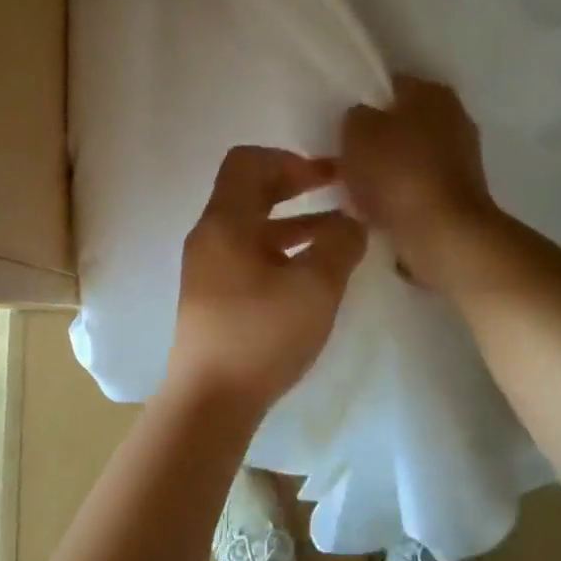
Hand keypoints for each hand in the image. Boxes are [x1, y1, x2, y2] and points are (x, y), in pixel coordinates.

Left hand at [164, 146, 367, 413]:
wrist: (209, 401)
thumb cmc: (261, 335)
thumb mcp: (315, 287)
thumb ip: (340, 244)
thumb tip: (351, 222)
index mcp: (225, 221)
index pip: (248, 161)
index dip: (290, 160)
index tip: (326, 177)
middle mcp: (210, 235)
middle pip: (249, 190)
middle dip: (295, 185)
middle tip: (337, 191)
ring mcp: (208, 266)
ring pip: (252, 224)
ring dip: (294, 220)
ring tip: (338, 231)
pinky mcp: (213, 294)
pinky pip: (249, 253)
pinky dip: (282, 248)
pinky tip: (313, 269)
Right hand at [341, 76, 500, 289]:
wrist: (442, 233)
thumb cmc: (397, 172)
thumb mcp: (357, 132)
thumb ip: (355, 116)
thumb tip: (362, 119)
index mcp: (431, 92)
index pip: (388, 85)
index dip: (361, 102)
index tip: (339, 124)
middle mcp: (454, 116)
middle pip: (400, 122)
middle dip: (373, 139)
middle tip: (342, 157)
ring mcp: (461, 156)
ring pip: (407, 155)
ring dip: (383, 170)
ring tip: (352, 188)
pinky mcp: (459, 192)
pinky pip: (417, 185)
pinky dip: (398, 194)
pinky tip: (375, 209)